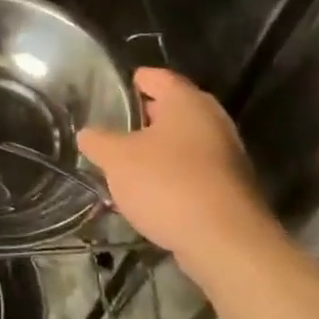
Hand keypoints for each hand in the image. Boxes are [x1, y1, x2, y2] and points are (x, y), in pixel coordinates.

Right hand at [77, 68, 278, 262]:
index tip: (112, 91)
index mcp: (186, 101)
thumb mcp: (117, 160)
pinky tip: (153, 192)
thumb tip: (87, 134)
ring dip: (160, 149)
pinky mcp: (231, 187)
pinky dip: (174, 174)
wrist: (225, 241)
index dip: (133, 81)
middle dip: (145, 118)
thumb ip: (99, 141)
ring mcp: (227, 154)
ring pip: (185, 141)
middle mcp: (212, 120)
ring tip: (128, 162)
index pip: (157, 77)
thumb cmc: (167, 184)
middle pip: (173, 108)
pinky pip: (195, 170)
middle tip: (115, 128)